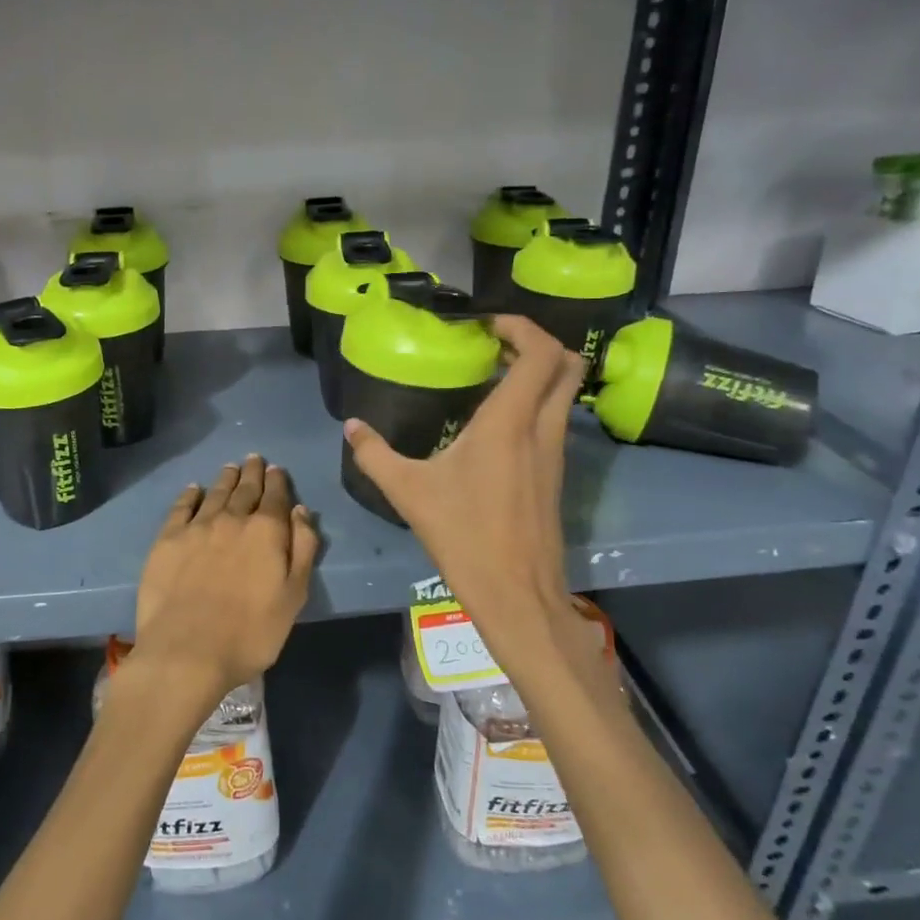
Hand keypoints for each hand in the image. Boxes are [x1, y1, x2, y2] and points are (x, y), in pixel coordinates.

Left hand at [130, 455, 319, 709]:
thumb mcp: (293, 596)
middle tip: (254, 459)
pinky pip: (181, 507)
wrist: (187, 652)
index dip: (277, 481)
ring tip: (230, 468)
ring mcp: (196, 527)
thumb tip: (300, 511)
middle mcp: (232, 519)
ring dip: (225, 478)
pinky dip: (189, 494)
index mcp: (266, 531)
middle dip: (252, 473)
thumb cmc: (250, 632)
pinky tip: (193, 489)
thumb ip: (302, 549)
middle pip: (245, 489)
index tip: (276, 469)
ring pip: (215, 493)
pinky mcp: (167, 540)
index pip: (275, 496)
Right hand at [344, 316, 586, 680]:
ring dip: (539, 373)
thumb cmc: (463, 536)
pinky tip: (496, 423)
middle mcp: (542, 429)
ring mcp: (556, 453)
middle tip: (496, 343)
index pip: (541, 353)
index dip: (522, 326)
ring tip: (493, 376)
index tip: (487, 325)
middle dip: (538, 342)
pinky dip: (537, 403)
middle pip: (568, 365)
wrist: (516, 595)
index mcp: (510, 422)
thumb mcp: (408, 492)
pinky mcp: (556, 475)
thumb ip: (374, 454)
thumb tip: (350, 427)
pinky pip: (557, 420)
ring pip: (566, 393)